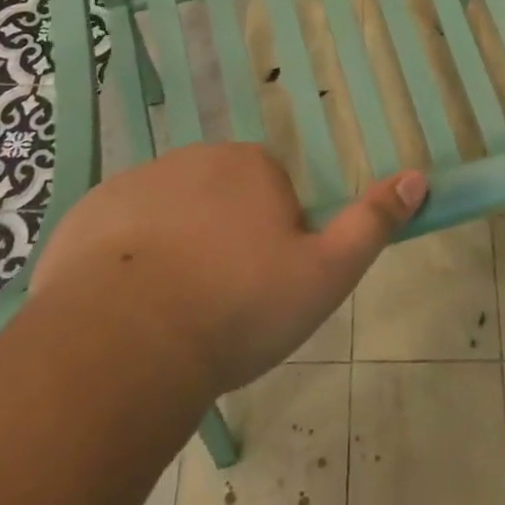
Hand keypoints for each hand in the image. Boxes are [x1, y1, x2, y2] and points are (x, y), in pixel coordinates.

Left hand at [29, 144, 426, 395]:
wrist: (123, 346)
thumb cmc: (237, 307)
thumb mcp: (325, 274)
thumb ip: (372, 223)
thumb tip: (418, 176)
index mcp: (251, 165)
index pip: (270, 192)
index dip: (270, 238)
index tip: (259, 286)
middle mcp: (193, 158)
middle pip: (218, 197)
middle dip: (221, 237)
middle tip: (217, 302)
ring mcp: (134, 183)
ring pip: (168, 214)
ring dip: (173, 248)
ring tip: (170, 312)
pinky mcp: (86, 213)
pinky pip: (117, 232)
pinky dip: (124, 259)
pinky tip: (125, 307)